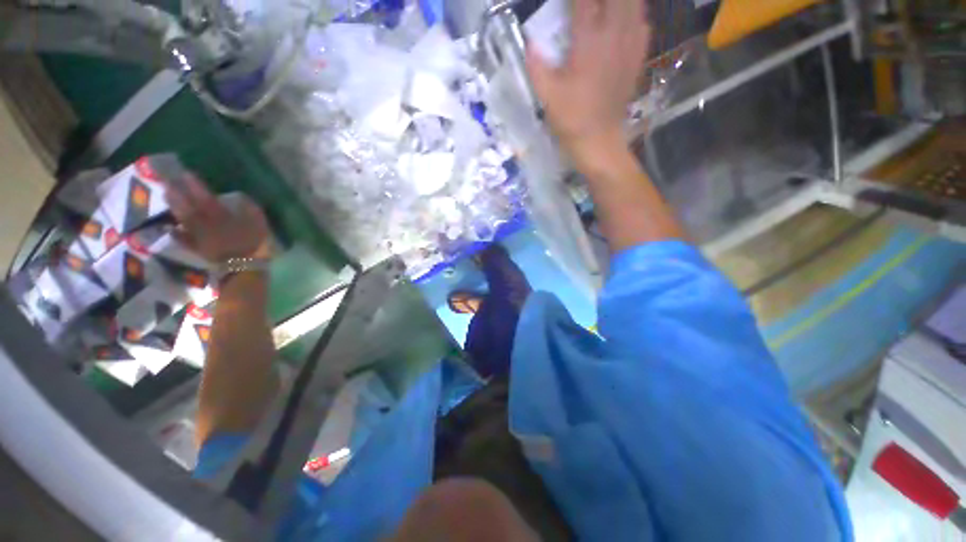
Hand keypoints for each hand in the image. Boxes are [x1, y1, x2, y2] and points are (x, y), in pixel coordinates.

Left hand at [164, 174, 270, 262]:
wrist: (249, 267)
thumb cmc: (256, 242)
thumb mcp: (259, 222)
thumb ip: (249, 208)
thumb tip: (240, 197)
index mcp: (222, 217)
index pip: (205, 197)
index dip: (195, 186)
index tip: (186, 174)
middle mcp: (206, 224)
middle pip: (188, 207)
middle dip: (178, 195)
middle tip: (168, 183)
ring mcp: (199, 237)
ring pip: (184, 220)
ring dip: (174, 208)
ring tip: (167, 198)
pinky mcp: (198, 250)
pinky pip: (184, 239)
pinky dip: (176, 233)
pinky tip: (170, 228)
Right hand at [526, 0, 649, 165]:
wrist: (599, 141)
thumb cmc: (572, 120)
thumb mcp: (547, 96)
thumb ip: (537, 67)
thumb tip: (529, 44)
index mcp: (589, 42)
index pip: (584, 1)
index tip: (567, 3)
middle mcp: (614, 36)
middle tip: (587, 6)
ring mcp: (630, 47)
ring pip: (634, 4)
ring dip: (620, 1)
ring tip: (606, 8)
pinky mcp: (637, 59)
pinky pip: (643, 23)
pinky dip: (634, 15)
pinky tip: (624, 21)